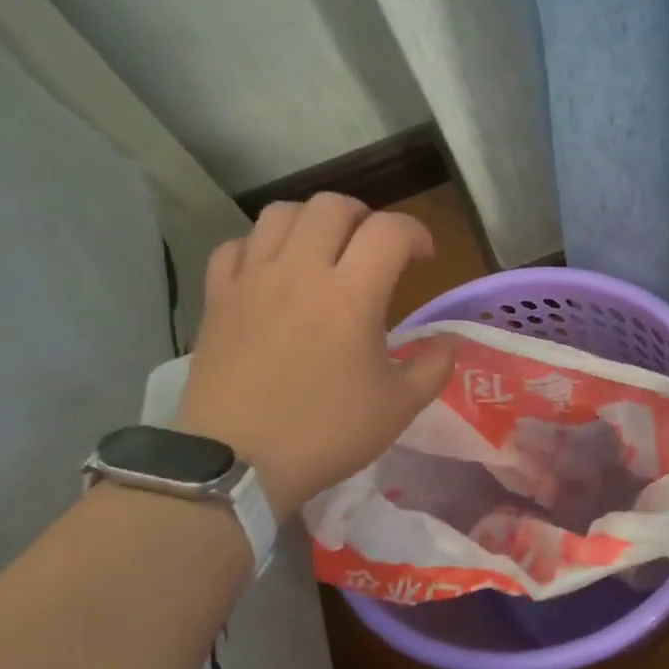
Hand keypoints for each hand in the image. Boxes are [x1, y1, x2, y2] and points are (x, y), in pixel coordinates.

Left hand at [174, 195, 457, 520]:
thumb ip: (434, 366)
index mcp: (351, 295)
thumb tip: (451, 341)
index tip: (423, 260)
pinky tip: (275, 273)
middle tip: (375, 251)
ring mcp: (252, 280)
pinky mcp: (218, 297)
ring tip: (325, 253)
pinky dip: (262, 246)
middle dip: (365, 218)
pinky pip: (237, 245)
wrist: (237, 463)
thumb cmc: (327, 433)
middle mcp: (300, 271)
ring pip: (280, 213)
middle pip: (332, 206)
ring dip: (313, 222)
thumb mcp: (399, 407)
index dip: (415, 234)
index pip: (389, 231)